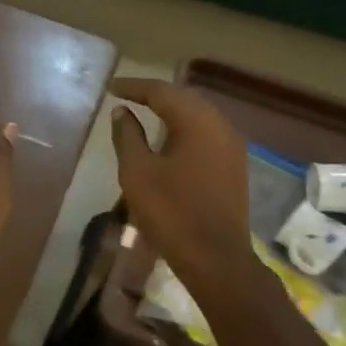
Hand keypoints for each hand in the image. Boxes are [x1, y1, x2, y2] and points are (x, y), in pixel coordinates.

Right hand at [109, 78, 253, 293]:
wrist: (216, 258)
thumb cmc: (171, 213)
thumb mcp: (137, 172)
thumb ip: (127, 136)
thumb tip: (122, 112)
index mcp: (197, 121)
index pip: (162, 92)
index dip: (134, 87)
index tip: (111, 88)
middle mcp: (220, 125)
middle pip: (184, 98)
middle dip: (155, 94)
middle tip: (127, 95)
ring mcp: (232, 146)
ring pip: (198, 115)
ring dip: (171, 111)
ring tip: (145, 111)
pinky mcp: (234, 166)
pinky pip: (206, 133)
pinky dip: (184, 128)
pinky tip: (169, 138)